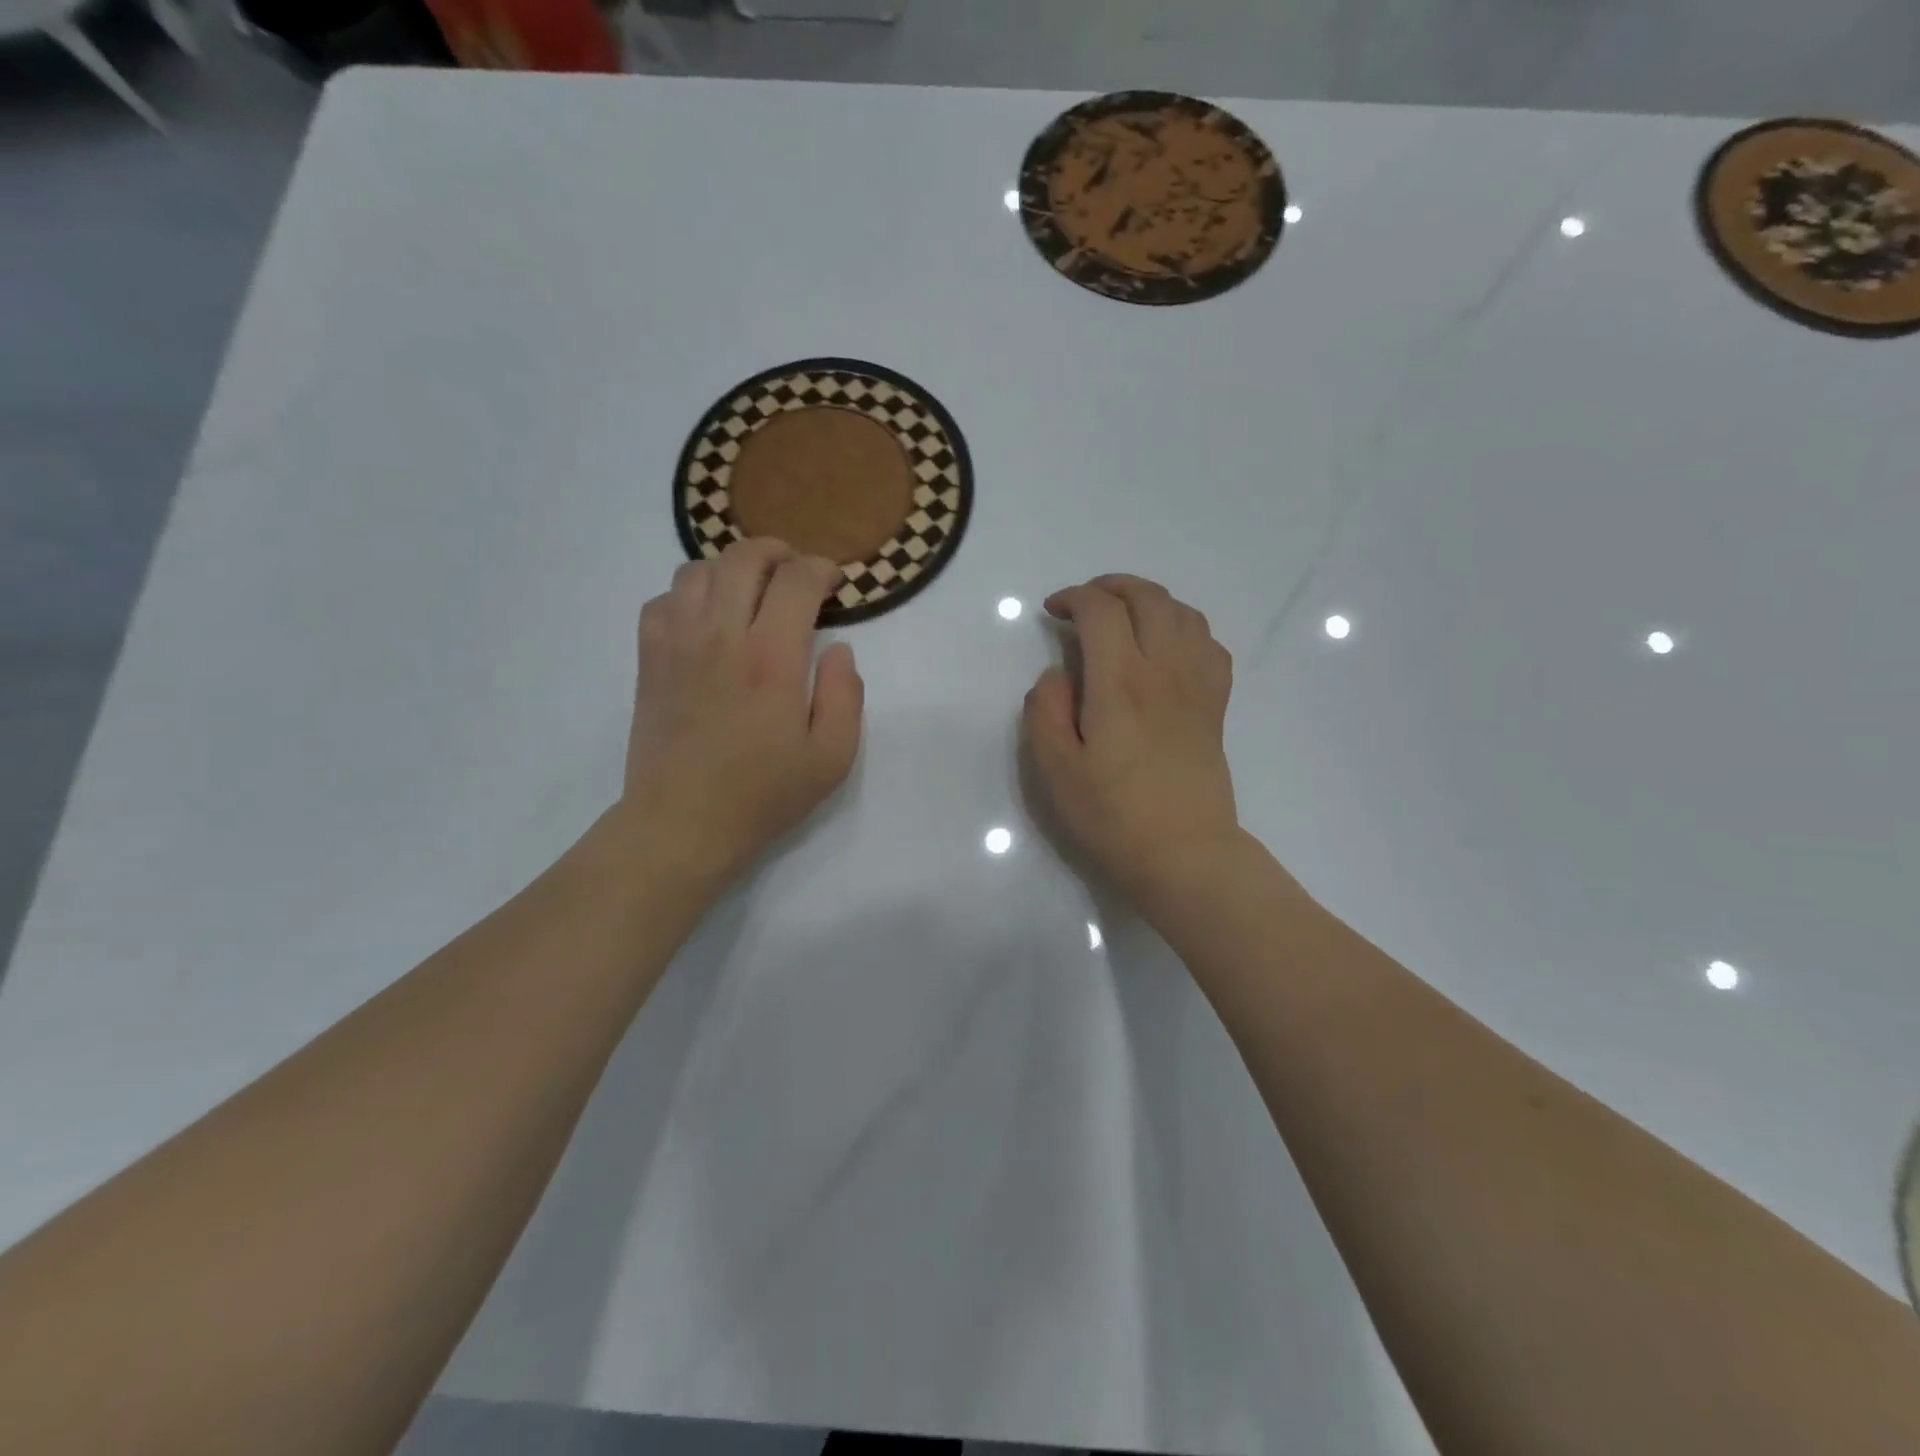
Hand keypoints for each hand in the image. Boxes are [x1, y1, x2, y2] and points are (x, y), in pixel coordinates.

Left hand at [619, 538, 863, 885]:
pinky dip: (689, 593)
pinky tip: (706, 617)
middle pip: (744, 558)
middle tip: (797, 571)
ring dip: (732, 568)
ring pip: (699, 570)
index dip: (822, 570)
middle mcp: (721, 636)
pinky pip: (663, 599)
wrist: (682, 823)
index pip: (797, 580)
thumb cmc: (764, 794)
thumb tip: (840, 649)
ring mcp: (677, 643)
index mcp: (773, 658)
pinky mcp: (649, 658)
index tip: (834, 584)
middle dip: (778, 552)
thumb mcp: (832, 757)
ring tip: (752, 590)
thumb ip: (846, 695)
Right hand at [1023, 574, 1240, 915]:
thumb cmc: (1112, 815)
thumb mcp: (1056, 768)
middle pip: (1147, 597)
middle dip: (1111, 586)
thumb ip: (1046, 708)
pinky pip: (1209, 643)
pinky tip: (1166, 645)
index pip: (1101, 610)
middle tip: (1084, 603)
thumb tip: (1058, 673)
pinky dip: (1184, 627)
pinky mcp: (1215, 705)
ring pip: (1182, 612)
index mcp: (1121, 682)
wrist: (1183, 854)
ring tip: (1123, 615)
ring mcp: (1197, 685)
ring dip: (1149, 599)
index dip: (1073, 598)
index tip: (1053, 612)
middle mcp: (1165, 670)